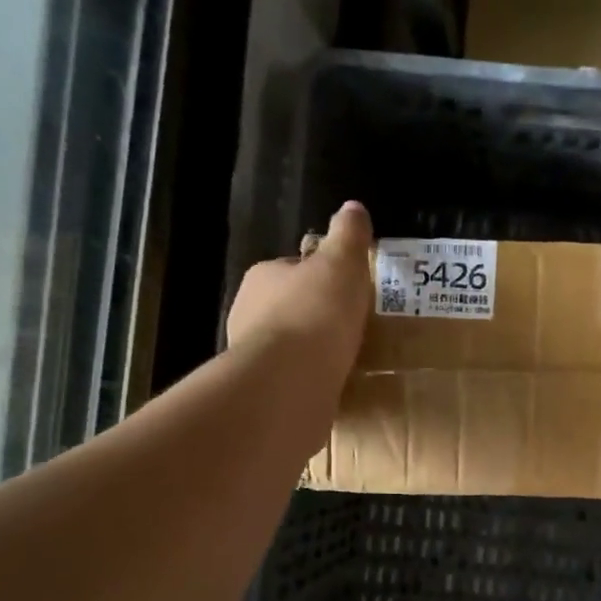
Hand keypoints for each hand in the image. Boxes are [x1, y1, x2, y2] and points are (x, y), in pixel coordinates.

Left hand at [227, 201, 373, 385]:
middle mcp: (248, 313)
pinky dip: (310, 381)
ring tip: (348, 362)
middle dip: (316, 317)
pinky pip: (292, 380)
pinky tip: (334, 387)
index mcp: (263, 277)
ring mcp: (252, 356)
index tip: (348, 290)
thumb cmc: (316, 314)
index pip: (293, 269)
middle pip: (290, 309)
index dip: (322, 277)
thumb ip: (348, 236)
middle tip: (353, 328)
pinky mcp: (262, 392)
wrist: (290, 382)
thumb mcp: (341, 264)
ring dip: (312, 353)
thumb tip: (353, 208)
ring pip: (289, 348)